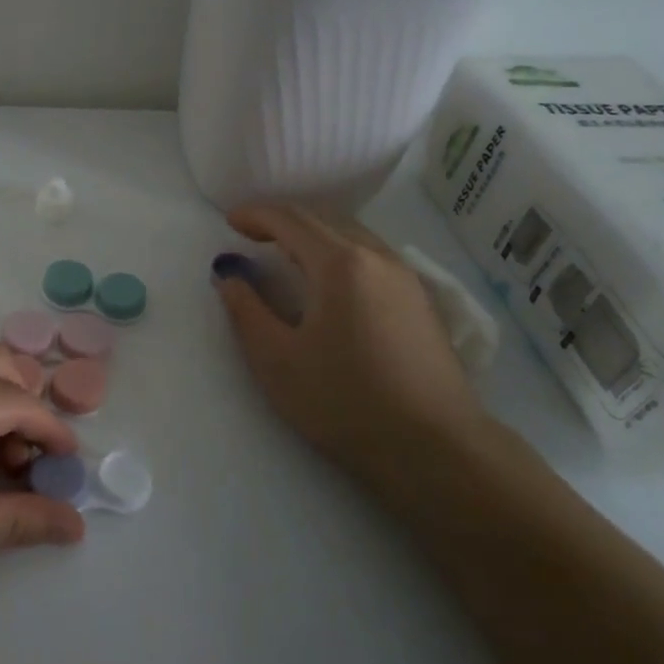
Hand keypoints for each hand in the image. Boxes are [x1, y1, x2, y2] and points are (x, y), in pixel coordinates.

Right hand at [213, 203, 490, 486]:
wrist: (434, 449)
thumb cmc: (345, 403)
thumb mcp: (277, 361)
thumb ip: (246, 311)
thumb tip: (229, 276)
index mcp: (341, 264)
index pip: (291, 220)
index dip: (256, 215)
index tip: (229, 222)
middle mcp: (378, 257)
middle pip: (325, 220)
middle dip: (284, 221)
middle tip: (252, 236)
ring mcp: (406, 278)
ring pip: (353, 236)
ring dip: (315, 235)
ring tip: (287, 256)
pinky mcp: (422, 301)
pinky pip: (373, 256)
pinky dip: (341, 253)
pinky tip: (331, 282)